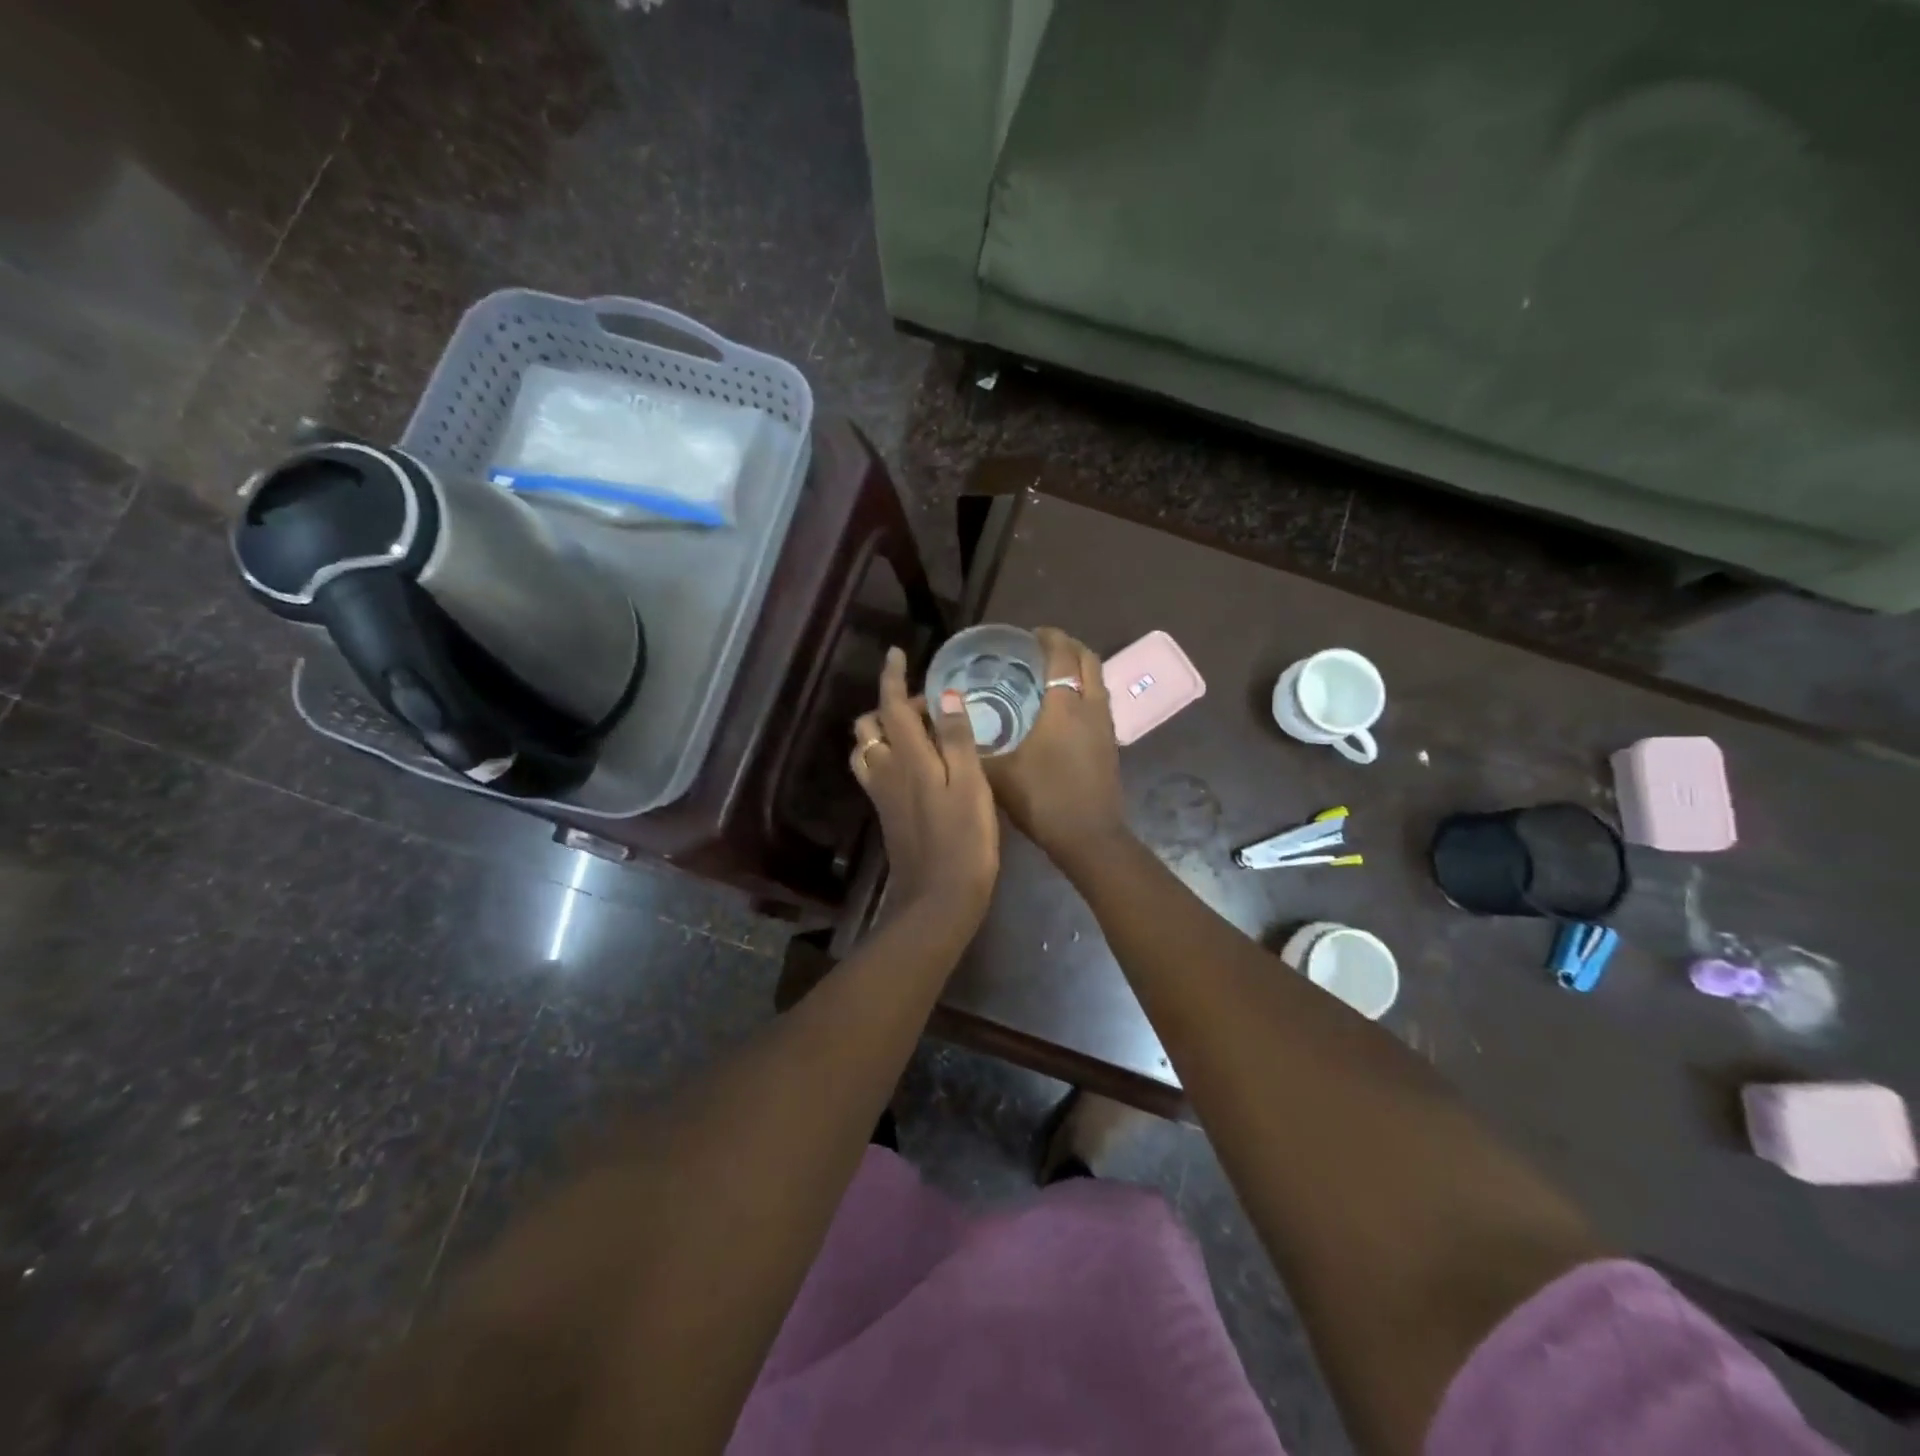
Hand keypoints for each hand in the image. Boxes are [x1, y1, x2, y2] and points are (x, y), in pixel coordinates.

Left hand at [851, 647, 999, 941]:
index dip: (892, 676)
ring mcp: (881, 793)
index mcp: (907, 756)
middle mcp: (885, 769)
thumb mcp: (970, 784)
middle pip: (871, 724)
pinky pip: (874, 770)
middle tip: (930, 706)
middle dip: (891, 704)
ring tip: (920, 731)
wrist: (937, 898)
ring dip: (884, 730)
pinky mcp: (885, 813)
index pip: (891, 704)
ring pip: (867, 748)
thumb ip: (956, 738)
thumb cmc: (964, 839)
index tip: (897, 653)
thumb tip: (945, 696)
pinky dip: (886, 754)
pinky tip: (916, 764)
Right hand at [983, 628, 1128, 866]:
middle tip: (1040, 650)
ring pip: (1097, 680)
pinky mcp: (1110, 743)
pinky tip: (1062, 710)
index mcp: (1065, 705)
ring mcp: (1105, 725)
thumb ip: (974, 746)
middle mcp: (1090, 706)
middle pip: (1088, 659)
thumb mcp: (999, 773)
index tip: (1029, 634)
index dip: (1048, 638)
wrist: (1089, 837)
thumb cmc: (1043, 799)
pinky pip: (1099, 701)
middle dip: (1067, 647)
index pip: (1062, 654)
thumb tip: (951, 725)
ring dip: (1078, 668)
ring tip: (1050, 675)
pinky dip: (1083, 691)